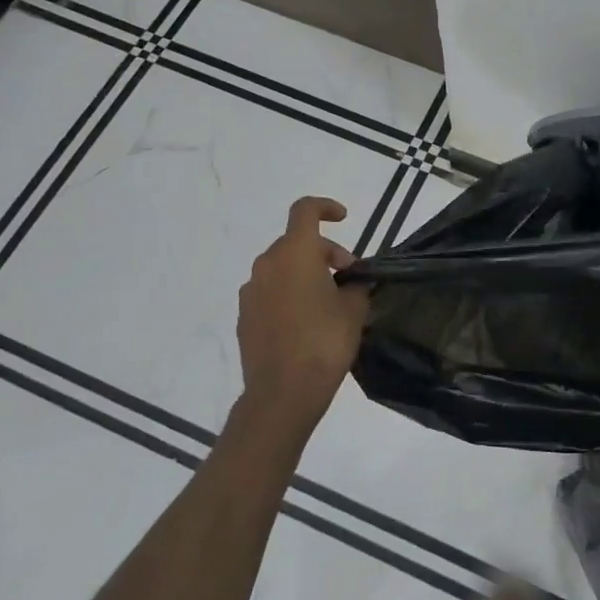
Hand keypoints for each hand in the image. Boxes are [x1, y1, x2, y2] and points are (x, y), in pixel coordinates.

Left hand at [235, 197, 370, 435]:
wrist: (283, 392)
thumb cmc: (324, 341)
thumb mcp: (354, 308)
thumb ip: (355, 285)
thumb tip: (350, 282)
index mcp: (295, 253)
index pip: (305, 210)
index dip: (325, 207)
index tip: (344, 218)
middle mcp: (267, 265)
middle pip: (296, 242)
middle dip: (324, 252)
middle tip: (348, 277)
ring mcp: (251, 292)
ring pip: (282, 268)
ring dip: (305, 274)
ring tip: (329, 302)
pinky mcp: (245, 317)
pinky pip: (270, 292)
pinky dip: (289, 295)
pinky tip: (307, 322)